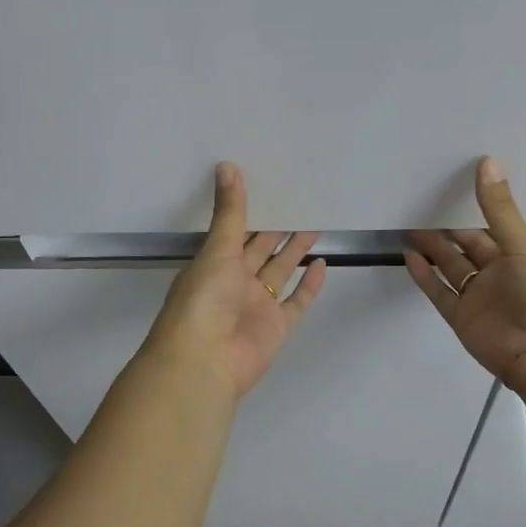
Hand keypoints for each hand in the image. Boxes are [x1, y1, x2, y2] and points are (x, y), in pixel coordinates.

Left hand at [143, 162, 328, 398]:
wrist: (204, 362)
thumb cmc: (203, 300)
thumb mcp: (216, 250)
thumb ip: (229, 211)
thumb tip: (227, 165)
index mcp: (215, 264)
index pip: (236, 231)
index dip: (252, 211)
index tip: (271, 186)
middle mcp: (235, 283)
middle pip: (261, 250)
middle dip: (278, 229)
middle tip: (301, 201)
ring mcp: (258, 306)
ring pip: (281, 272)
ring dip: (295, 251)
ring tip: (315, 224)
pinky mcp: (278, 327)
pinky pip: (297, 302)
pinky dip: (310, 285)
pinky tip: (322, 263)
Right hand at [405, 156, 525, 388]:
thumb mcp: (522, 244)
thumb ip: (498, 207)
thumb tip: (486, 161)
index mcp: (520, 255)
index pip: (491, 229)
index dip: (472, 211)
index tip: (448, 189)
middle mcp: (499, 274)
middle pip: (467, 248)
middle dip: (447, 231)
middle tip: (420, 207)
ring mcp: (479, 298)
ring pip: (451, 269)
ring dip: (432, 251)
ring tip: (409, 229)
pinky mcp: (462, 318)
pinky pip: (440, 292)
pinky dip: (425, 276)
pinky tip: (409, 256)